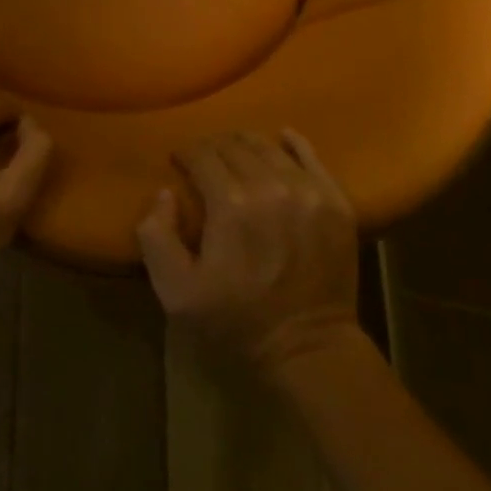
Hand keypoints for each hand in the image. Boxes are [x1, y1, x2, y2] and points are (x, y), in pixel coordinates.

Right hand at [137, 129, 360, 376]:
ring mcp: (308, 191)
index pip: (201, 154)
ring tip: (237, 158)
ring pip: (267, 145)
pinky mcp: (335, 201)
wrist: (309, 350)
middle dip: (212, 148)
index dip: (185, 153)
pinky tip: (281, 140)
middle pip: (233, 144)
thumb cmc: (236, 321)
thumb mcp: (176, 291)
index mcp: (230, 204)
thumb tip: (165, 192)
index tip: (179, 162)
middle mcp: (270, 186)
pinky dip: (292, 143)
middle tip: (205, 162)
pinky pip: (311, 155)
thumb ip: (155, 235)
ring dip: (245, 145)